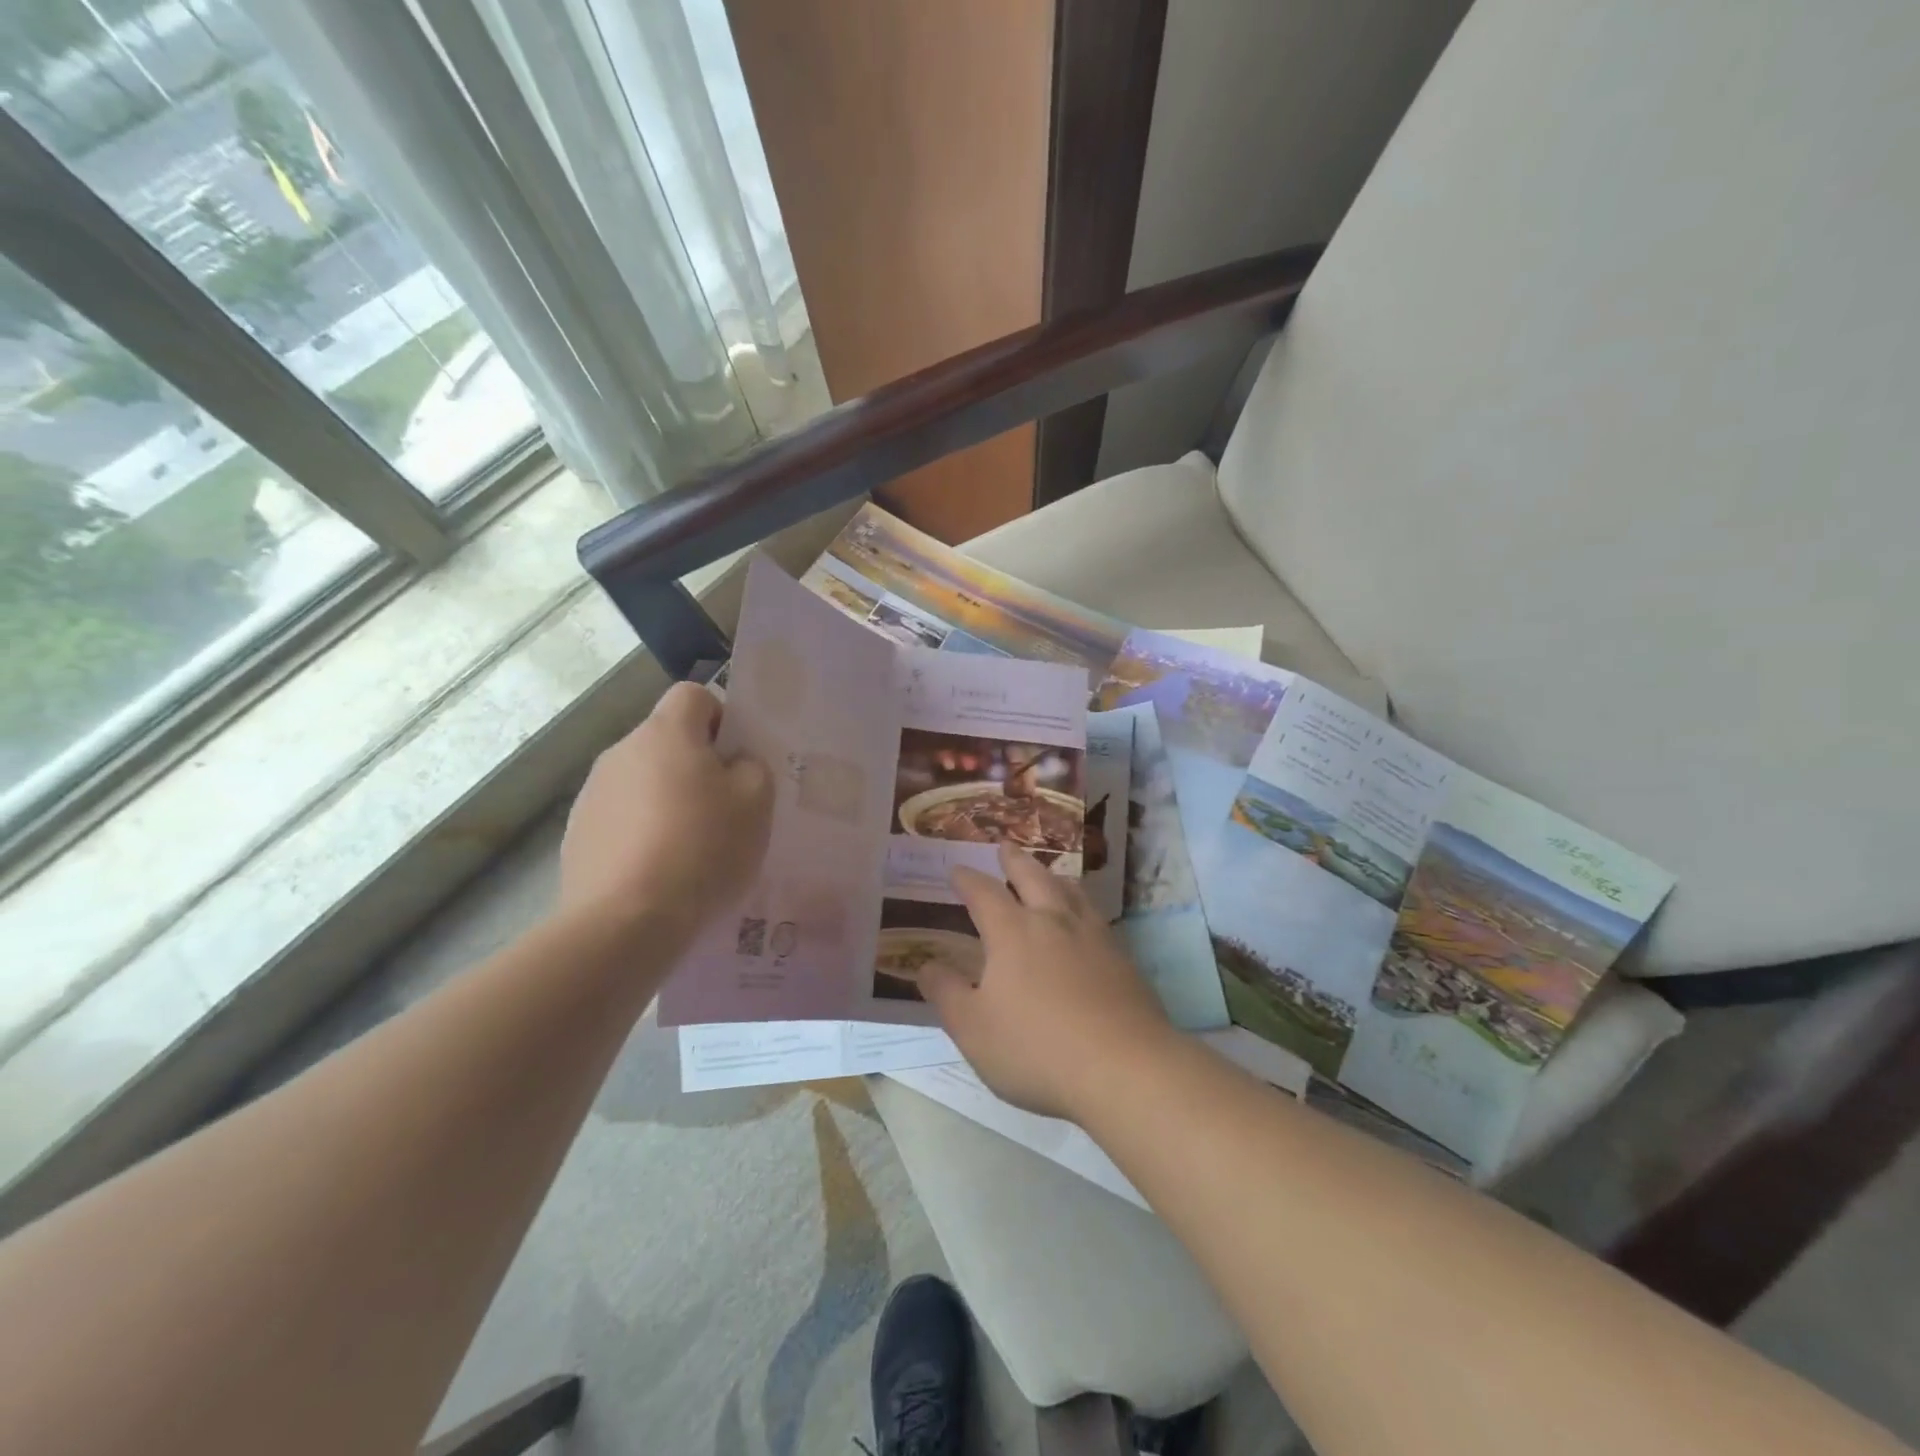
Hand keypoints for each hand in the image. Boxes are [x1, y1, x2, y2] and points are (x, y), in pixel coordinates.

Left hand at [560, 682, 772, 939]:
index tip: (737, 759)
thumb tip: (733, 763)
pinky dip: (642, 834)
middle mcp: (621, 752)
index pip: (694, 695)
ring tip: (692, 849)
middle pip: (668, 741)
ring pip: (644, 781)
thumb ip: (752, 767)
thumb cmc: (703, 849)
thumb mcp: (757, 802)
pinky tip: (660, 872)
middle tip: (725, 809)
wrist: (625, 921)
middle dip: (697, 766)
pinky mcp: (577, 835)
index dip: (722, 718)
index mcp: (666, 733)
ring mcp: (592, 794)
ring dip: (668, 801)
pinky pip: (622, 819)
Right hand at [921, 842, 1175, 1119]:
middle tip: (1005, 845)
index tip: (956, 869)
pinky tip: (1086, 921)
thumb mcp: (973, 1028)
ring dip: (1053, 876)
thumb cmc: (1036, 1048)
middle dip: (1014, 860)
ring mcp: (1093, 935)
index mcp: (1012, 932)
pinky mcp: (1123, 958)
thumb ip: (946, 993)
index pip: (984, 893)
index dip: (967, 879)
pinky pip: (1096, 916)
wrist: (1124, 1067)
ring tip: (1049, 873)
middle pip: (1032, 876)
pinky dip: (1082, 905)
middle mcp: (1053, 921)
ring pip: (1071, 891)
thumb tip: (926, 965)